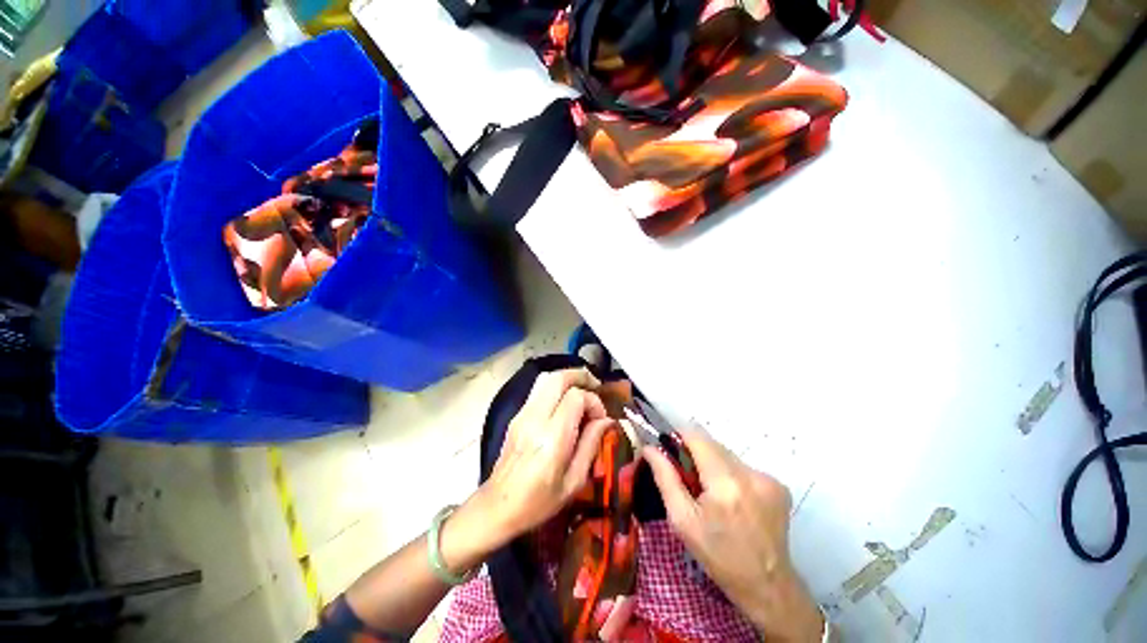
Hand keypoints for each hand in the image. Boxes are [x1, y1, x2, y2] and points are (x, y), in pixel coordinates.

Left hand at [478, 368, 613, 540]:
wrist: (497, 506)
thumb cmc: (539, 501)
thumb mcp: (574, 481)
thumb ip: (591, 445)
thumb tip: (607, 421)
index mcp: (552, 438)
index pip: (575, 397)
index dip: (593, 401)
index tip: (600, 419)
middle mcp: (535, 419)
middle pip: (558, 378)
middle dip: (581, 376)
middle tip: (596, 386)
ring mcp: (522, 414)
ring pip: (546, 379)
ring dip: (567, 379)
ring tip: (583, 390)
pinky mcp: (516, 415)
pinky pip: (539, 390)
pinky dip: (556, 387)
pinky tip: (565, 403)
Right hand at [643, 431, 824, 642]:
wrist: (767, 586)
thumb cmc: (717, 555)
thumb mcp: (682, 520)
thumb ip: (665, 478)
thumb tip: (649, 448)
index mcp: (724, 482)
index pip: (697, 436)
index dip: (680, 438)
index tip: (671, 453)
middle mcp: (749, 473)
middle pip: (712, 444)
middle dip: (696, 455)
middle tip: (690, 481)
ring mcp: (768, 478)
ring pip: (727, 455)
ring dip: (714, 465)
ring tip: (713, 494)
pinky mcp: (778, 485)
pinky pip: (744, 467)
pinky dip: (732, 476)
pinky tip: (734, 500)